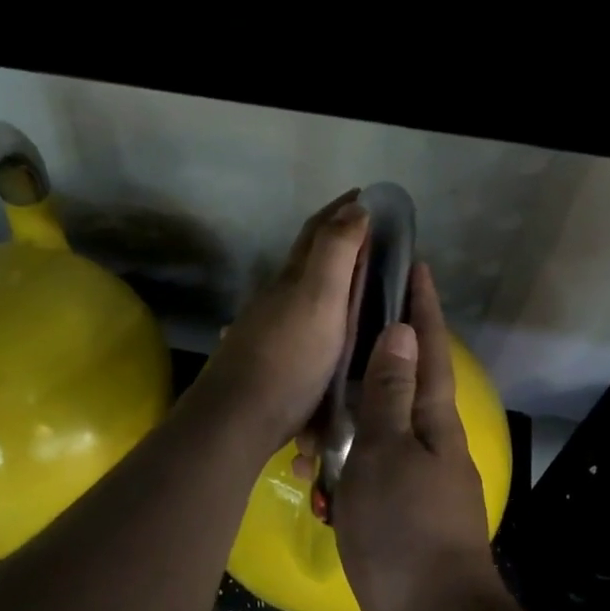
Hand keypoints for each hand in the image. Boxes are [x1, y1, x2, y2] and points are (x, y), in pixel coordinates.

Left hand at [194, 192, 367, 457]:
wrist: (238, 417)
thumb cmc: (288, 357)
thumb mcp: (319, 299)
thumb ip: (335, 252)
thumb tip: (355, 206)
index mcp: (293, 279)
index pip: (317, 232)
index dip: (341, 210)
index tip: (364, 193)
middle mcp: (276, 298)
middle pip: (307, 261)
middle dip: (336, 244)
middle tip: (370, 243)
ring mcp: (267, 330)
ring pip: (300, 296)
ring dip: (326, 284)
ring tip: (357, 290)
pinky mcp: (267, 361)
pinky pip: (298, 331)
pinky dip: (317, 321)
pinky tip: (324, 336)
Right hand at [331, 263, 506, 610]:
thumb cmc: (406, 532)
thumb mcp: (389, 453)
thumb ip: (391, 394)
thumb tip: (403, 332)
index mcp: (435, 423)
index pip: (429, 349)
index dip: (423, 307)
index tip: (416, 265)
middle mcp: (432, 445)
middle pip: (407, 384)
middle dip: (383, 351)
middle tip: (348, 323)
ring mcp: (418, 481)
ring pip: (381, 430)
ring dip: (354, 413)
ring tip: (319, 396)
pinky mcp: (400, 514)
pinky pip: (369, 471)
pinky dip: (346, 462)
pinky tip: (320, 466)